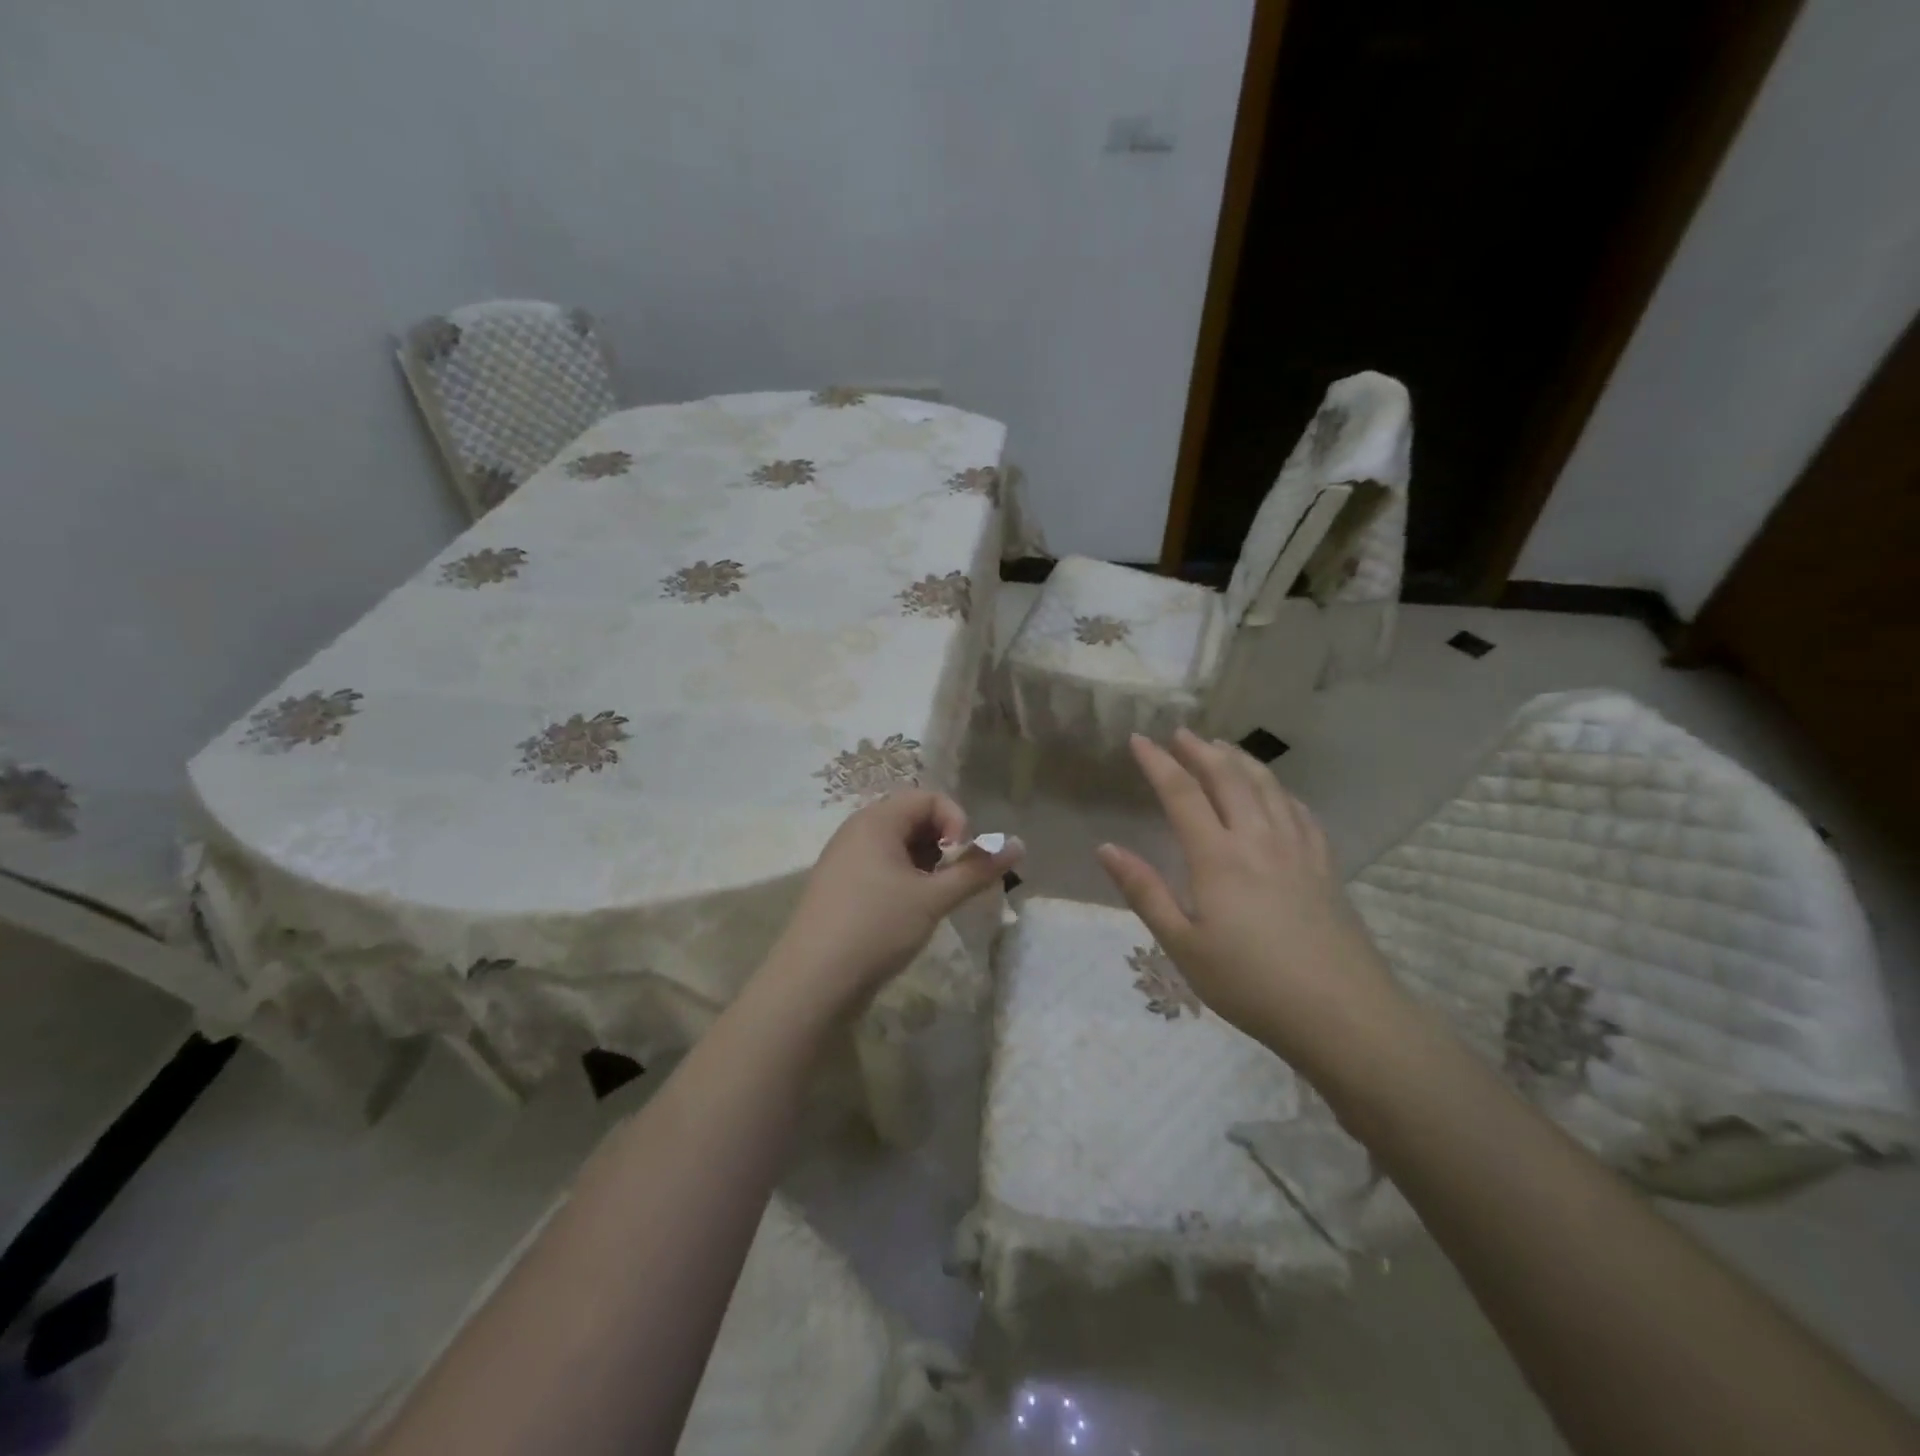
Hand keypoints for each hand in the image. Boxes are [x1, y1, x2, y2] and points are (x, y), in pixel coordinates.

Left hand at [765, 790, 1022, 1015]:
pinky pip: (881, 867)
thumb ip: (977, 870)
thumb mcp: (933, 898)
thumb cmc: (875, 928)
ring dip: (926, 866)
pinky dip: (905, 880)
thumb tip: (1020, 844)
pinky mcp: (841, 887)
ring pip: (899, 846)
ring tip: (934, 901)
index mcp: (876, 820)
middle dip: (943, 846)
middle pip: (913, 818)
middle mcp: (857, 831)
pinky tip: (910, 914)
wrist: (811, 983)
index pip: (929, 798)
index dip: (956, 823)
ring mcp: (845, 859)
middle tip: (952, 883)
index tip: (962, 861)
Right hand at [1095, 730, 1403, 1071]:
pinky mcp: (1325, 864)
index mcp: (1218, 857)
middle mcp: (1258, 839)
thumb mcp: (1183, 945)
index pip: (1182, 794)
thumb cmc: (1250, 983)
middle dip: (1201, 750)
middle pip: (1228, 778)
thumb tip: (1106, 848)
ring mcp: (1298, 848)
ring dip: (1241, 760)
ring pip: (1267, 786)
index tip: (1139, 739)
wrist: (1342, 1013)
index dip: (1158, 762)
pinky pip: (1299, 810)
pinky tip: (1276, 792)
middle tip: (1181, 733)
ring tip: (1223, 747)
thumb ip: (1144, 892)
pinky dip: (1279, 790)